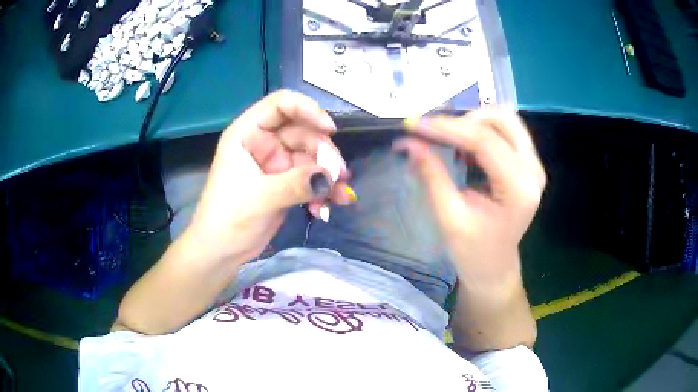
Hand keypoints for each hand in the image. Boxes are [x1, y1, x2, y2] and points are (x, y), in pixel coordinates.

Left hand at [186, 90, 353, 262]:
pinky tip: (327, 207)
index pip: (280, 105)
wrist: (221, 252)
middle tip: (338, 175)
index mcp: (248, 133)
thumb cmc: (227, 218)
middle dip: (323, 153)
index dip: (307, 109)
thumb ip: (295, 185)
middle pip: (303, 132)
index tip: (329, 129)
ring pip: (312, 157)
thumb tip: (331, 177)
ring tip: (339, 195)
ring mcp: (276, 163)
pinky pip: (311, 178)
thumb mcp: (260, 198)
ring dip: (328, 175)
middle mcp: (264, 143)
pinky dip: (322, 190)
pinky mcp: (286, 183)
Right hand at [396, 109, 545, 286]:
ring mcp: (534, 165)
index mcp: (518, 188)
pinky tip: (463, 148)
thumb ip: (431, 175)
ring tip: (448, 141)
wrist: (495, 268)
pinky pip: (506, 131)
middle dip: (463, 120)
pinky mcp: (528, 164)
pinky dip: (481, 131)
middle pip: (501, 119)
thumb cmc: (472, 252)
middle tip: (435, 134)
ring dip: (473, 123)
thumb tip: (408, 142)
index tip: (414, 125)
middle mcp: (533, 170)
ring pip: (505, 120)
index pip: (483, 140)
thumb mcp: (449, 217)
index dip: (446, 128)